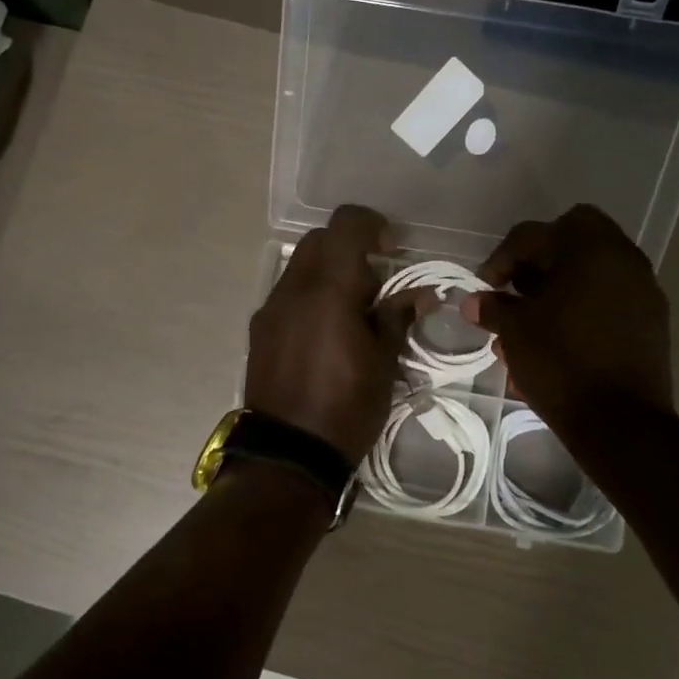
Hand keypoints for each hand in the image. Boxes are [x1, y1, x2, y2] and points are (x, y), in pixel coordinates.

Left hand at [246, 205, 418, 465]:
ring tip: (351, 312)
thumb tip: (419, 295)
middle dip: (350, 249)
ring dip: (328, 274)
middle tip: (375, 282)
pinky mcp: (258, 331)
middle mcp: (293, 289)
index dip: (373, 225)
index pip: (345, 224)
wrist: (289, 454)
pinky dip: (309, 297)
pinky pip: (287, 295)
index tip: (392, 249)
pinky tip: (325, 334)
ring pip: (300, 267)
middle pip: (319, 241)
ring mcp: (270, 309)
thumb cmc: (347, 408)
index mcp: (329, 290)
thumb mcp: (384, 364)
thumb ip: (398, 318)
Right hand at [461, 204, 672, 431]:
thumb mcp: (515, 332)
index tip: (486, 288)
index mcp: (590, 249)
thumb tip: (474, 302)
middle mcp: (623, 258)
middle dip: (539, 259)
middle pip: (573, 236)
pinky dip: (583, 304)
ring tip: (534, 319)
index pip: (533, 234)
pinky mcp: (651, 320)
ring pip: (593, 268)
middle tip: (517, 289)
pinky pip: (610, 296)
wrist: (620, 422)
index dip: (501, 259)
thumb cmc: (561, 364)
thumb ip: (494, 308)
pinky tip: (561, 336)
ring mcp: (643, 289)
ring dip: (561, 283)